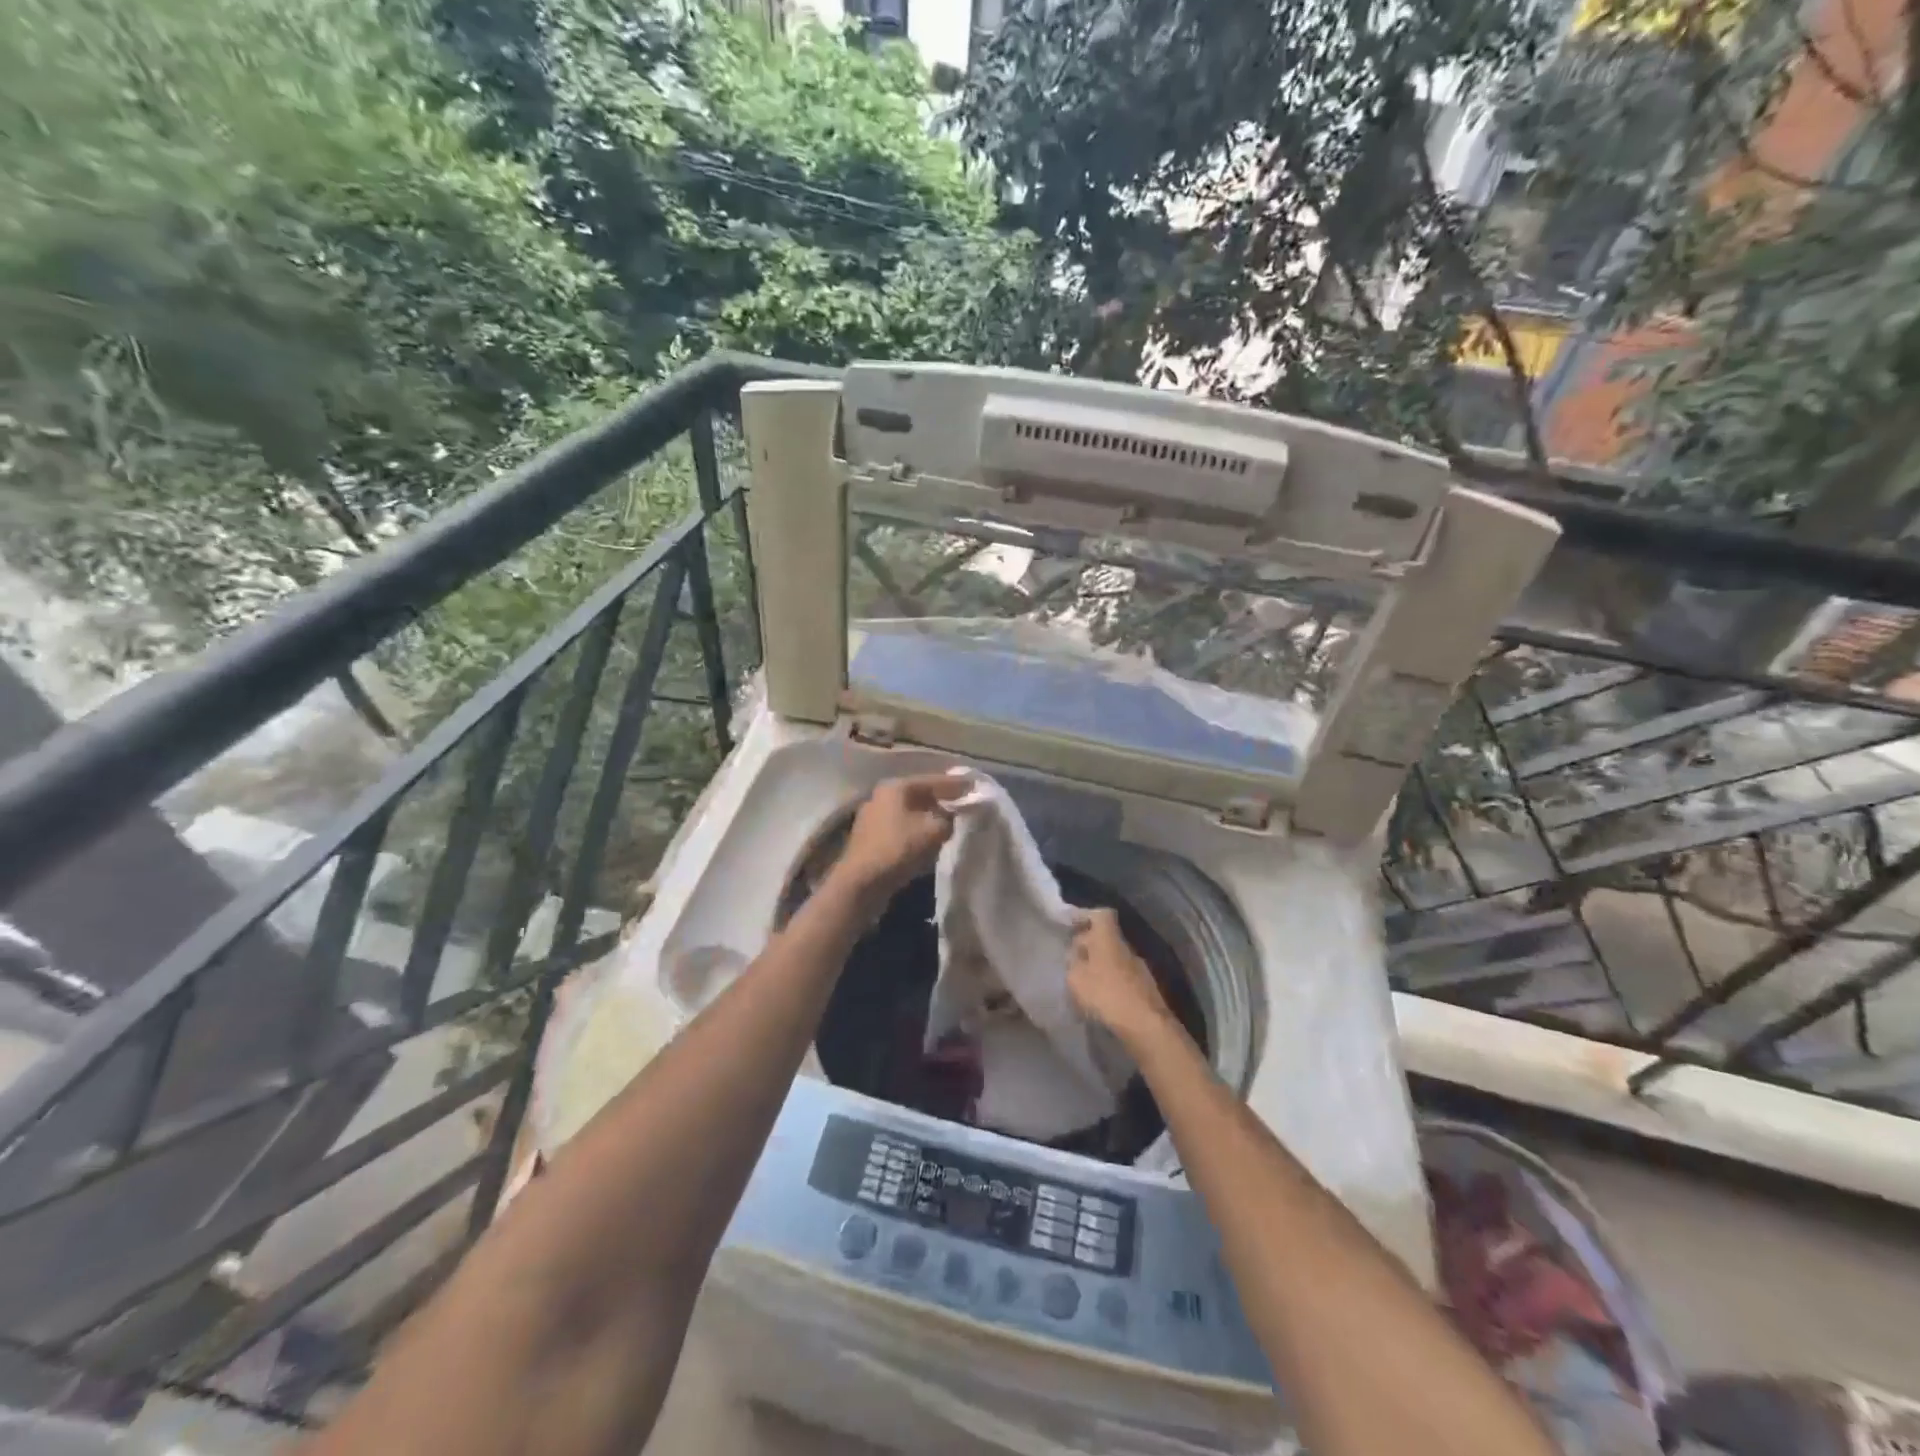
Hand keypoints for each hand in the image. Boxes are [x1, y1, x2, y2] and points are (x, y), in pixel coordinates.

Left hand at [833, 772, 972, 904]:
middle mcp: (882, 796)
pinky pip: (902, 827)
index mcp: (896, 787)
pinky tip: (929, 839)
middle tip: (964, 804)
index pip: (933, 780)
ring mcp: (873, 817)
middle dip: (943, 800)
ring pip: (910, 812)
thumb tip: (952, 816)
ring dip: (930, 817)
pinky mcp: (871, 838)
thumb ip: (949, 818)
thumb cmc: (898, 849)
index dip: (956, 784)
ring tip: (951, 823)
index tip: (974, 786)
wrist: (861, 883)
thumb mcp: (934, 831)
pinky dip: (917, 830)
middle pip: (920, 794)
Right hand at [1068, 908, 1176, 1049]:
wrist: (1146, 1025)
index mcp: (1109, 938)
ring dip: (1099, 965)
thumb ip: (1072, 963)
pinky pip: (1122, 977)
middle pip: (1106, 937)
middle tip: (1071, 959)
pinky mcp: (1145, 988)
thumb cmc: (1106, 994)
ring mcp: (1139, 968)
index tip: (1070, 925)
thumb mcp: (1076, 978)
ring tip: (1083, 982)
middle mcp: (1126, 948)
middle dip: (1088, 945)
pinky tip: (1100, 999)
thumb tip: (1075, 956)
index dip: (1085, 915)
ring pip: (1114, 958)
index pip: (1101, 914)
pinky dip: (1109, 982)